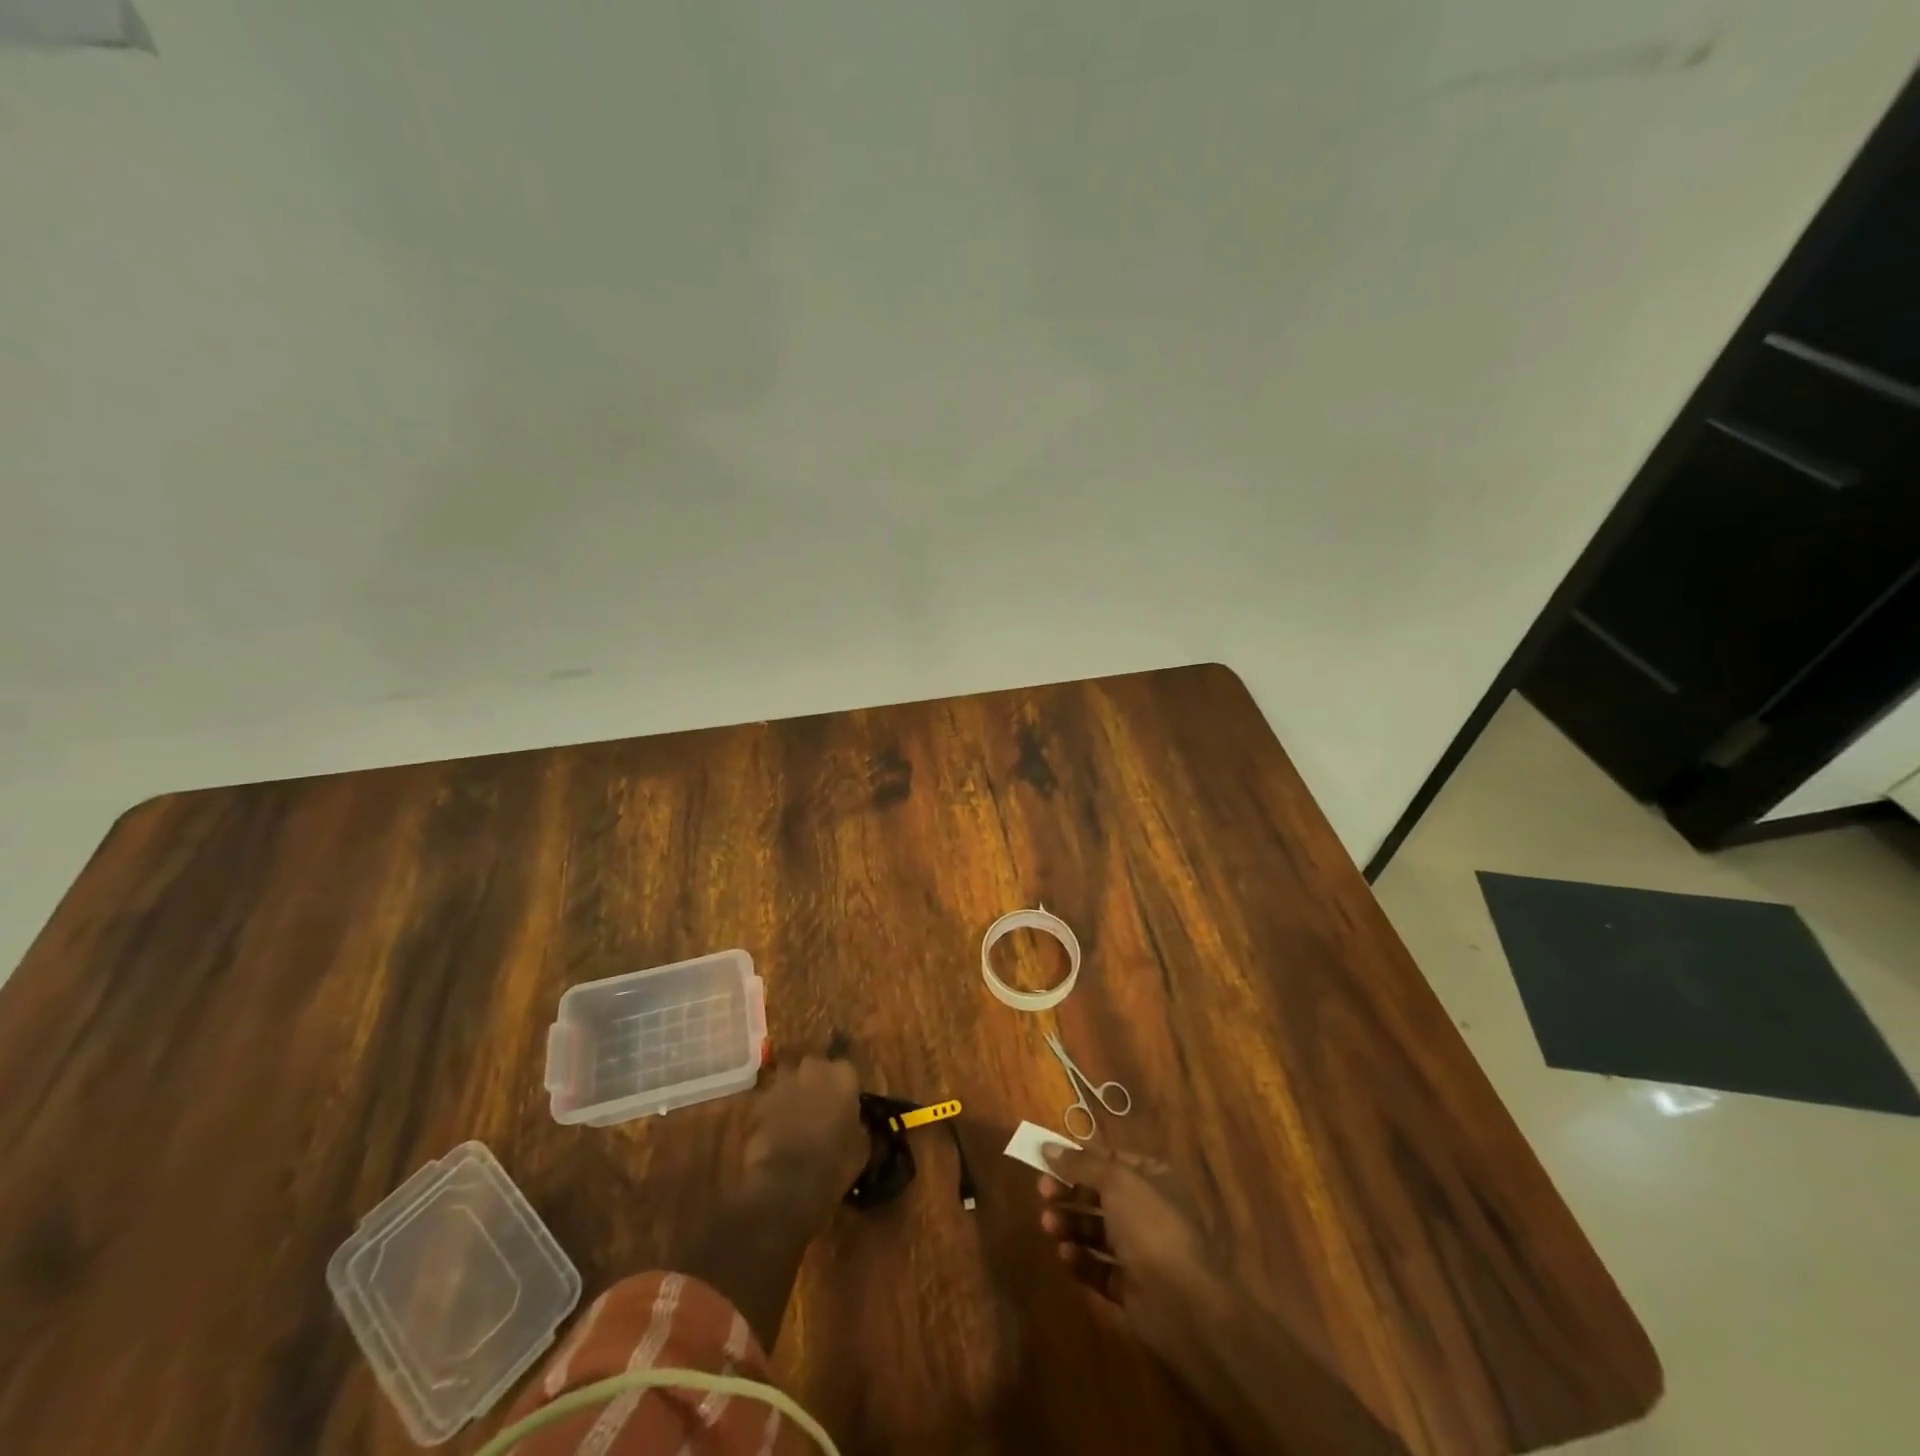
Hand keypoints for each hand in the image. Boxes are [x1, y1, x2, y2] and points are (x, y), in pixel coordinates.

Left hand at [742, 1055, 865, 1224]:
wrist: (787, 1183)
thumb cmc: (833, 1163)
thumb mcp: (861, 1145)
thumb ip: (857, 1123)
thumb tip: (853, 1122)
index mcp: (842, 1075)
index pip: (846, 1071)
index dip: (844, 1089)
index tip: (845, 1106)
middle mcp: (813, 1068)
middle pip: (816, 1069)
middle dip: (817, 1085)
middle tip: (820, 1109)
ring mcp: (783, 1083)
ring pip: (791, 1082)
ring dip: (794, 1096)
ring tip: (796, 1122)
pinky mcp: (760, 1102)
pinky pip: (771, 1102)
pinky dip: (774, 1113)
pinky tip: (776, 1135)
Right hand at [1039, 1144, 1222, 1365]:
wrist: (1183, 1304)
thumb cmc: (1151, 1226)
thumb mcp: (1115, 1181)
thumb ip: (1080, 1163)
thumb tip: (1047, 1146)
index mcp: (1153, 1179)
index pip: (1111, 1160)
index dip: (1080, 1158)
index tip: (1048, 1159)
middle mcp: (1148, 1211)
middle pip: (1100, 1195)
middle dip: (1070, 1192)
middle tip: (1042, 1192)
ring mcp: (1140, 1251)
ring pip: (1097, 1231)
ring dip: (1070, 1224)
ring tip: (1048, 1225)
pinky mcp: (1131, 1288)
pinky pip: (1100, 1268)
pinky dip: (1081, 1260)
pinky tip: (1066, 1255)